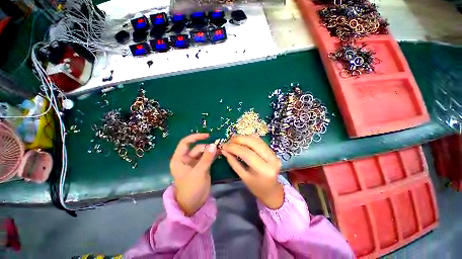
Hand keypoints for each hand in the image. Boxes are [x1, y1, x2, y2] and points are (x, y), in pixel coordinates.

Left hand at [170, 133, 217, 215]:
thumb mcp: (199, 172)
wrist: (194, 204)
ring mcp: (194, 163)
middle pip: (197, 148)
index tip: (207, 135)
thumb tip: (214, 145)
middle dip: (207, 147)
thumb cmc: (191, 188)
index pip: (185, 143)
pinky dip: (213, 155)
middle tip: (217, 148)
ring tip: (220, 150)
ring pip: (203, 152)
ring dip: (211, 150)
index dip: (195, 137)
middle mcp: (186, 159)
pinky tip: (219, 153)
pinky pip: (207, 157)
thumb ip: (206, 158)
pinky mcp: (201, 166)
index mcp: (179, 159)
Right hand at [222, 136, 283, 208]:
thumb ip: (233, 162)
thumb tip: (225, 150)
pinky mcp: (273, 150)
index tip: (224, 146)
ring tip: (233, 141)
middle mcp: (271, 159)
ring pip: (256, 139)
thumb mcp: (243, 177)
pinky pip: (259, 140)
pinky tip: (242, 141)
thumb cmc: (256, 187)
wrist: (272, 190)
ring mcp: (274, 153)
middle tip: (229, 141)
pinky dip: (249, 138)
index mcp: (264, 170)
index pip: (247, 153)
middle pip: (253, 142)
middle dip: (238, 139)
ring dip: (243, 137)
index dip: (234, 147)